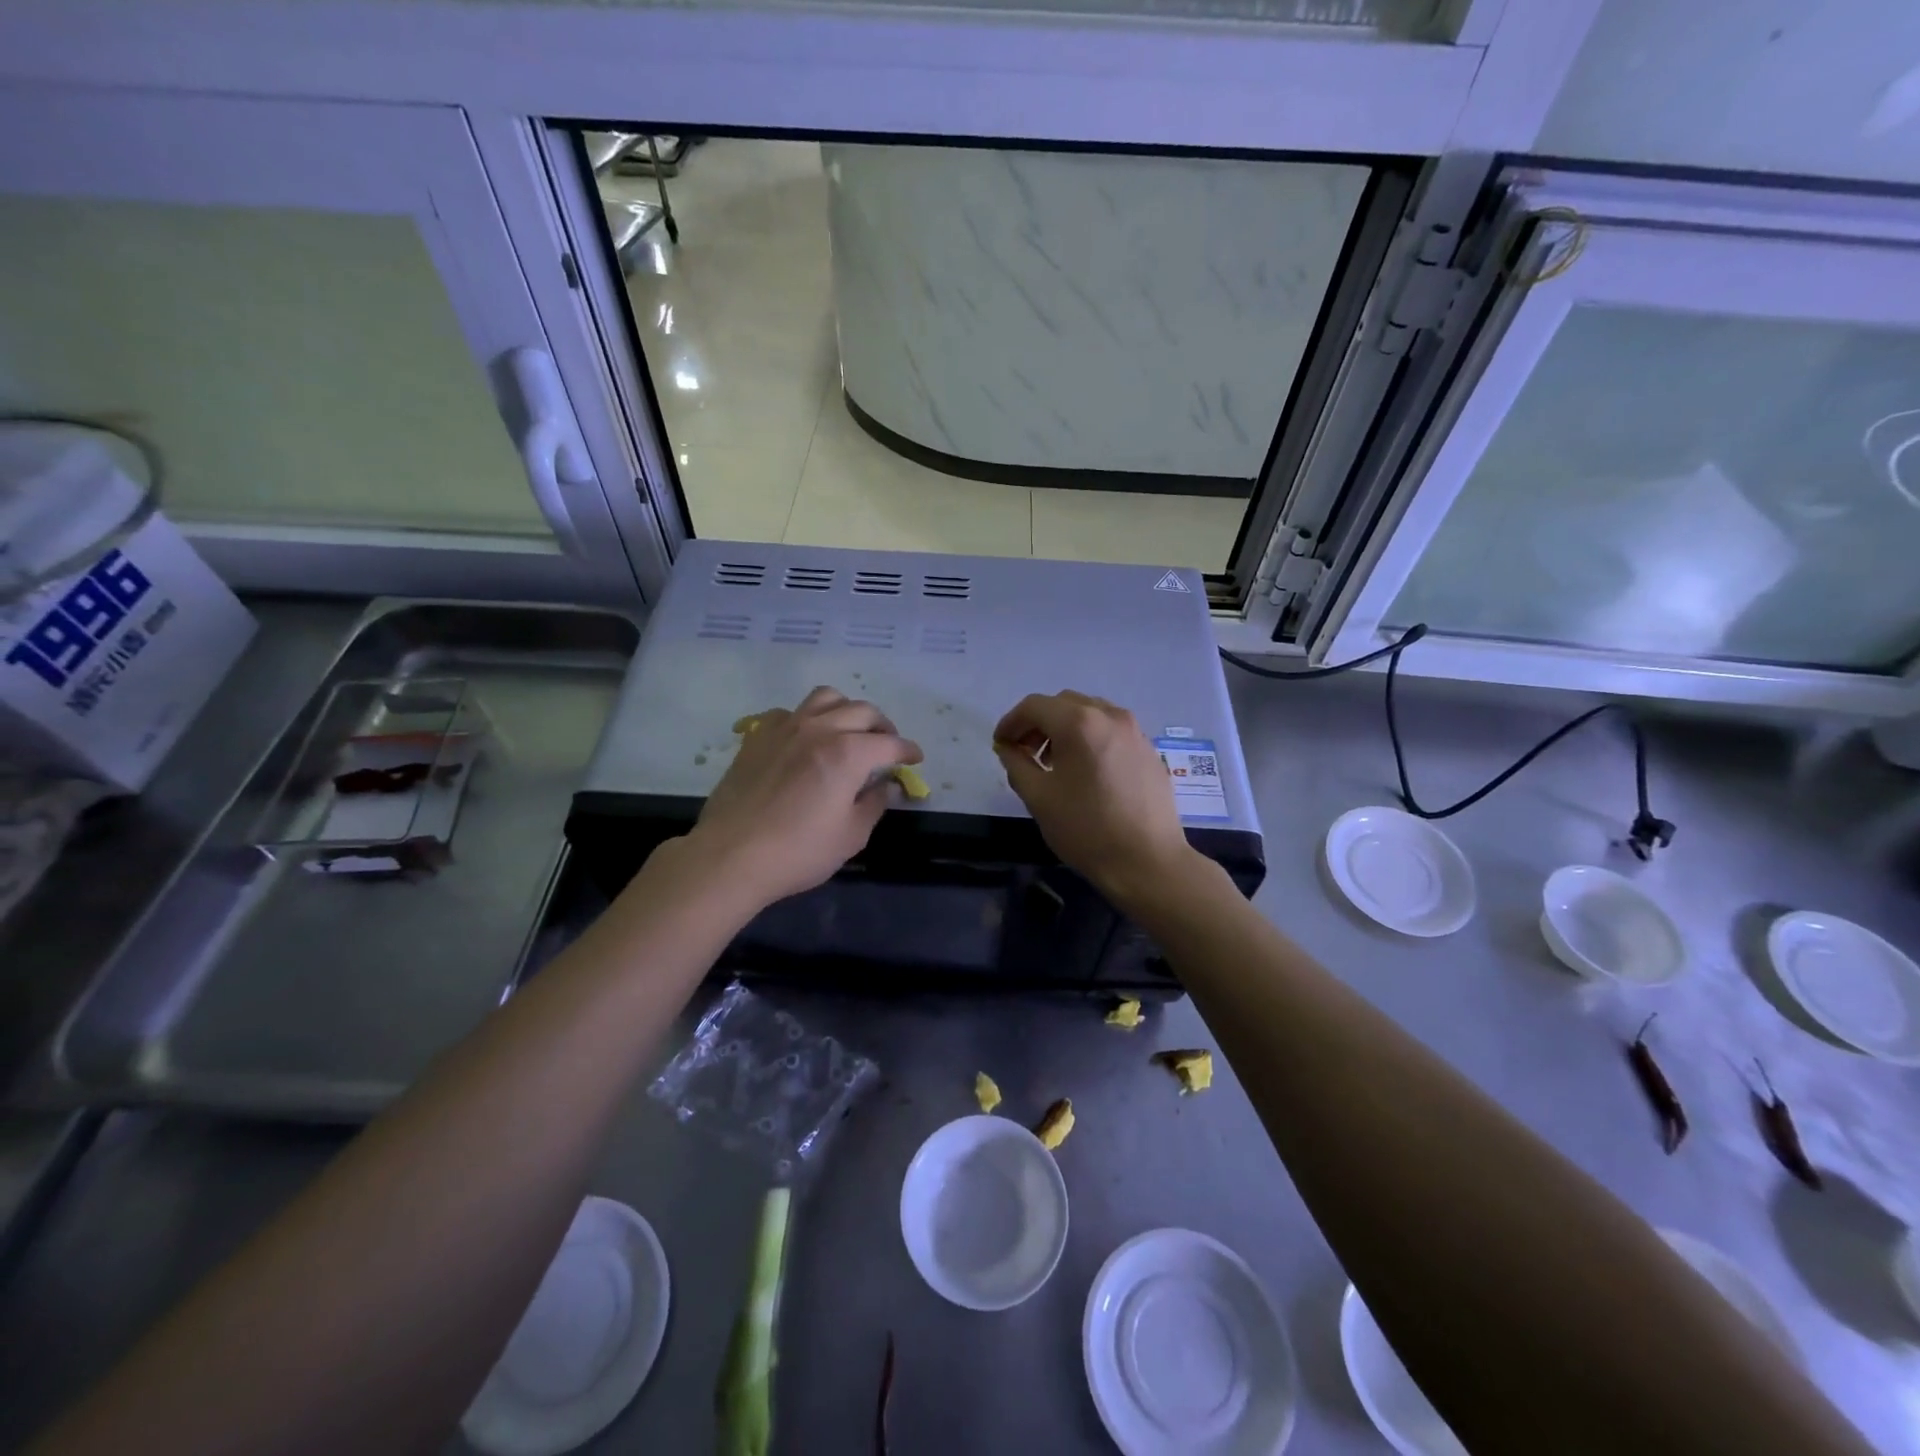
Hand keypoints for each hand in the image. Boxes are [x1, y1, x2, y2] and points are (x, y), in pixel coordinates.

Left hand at [684, 686, 922, 909]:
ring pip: (826, 698)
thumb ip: (875, 803)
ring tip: (849, 730)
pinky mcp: (758, 736)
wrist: (731, 855)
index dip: (907, 751)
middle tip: (886, 746)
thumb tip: (886, 785)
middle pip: (862, 711)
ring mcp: (785, 728)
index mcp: (848, 753)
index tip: (915, 759)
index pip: (890, 744)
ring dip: (846, 710)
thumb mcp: (851, 836)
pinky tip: (805, 738)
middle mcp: (820, 729)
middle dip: (882, 727)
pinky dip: (806, 719)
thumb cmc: (799, 852)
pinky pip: (788, 712)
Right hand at [992, 691, 1199, 907]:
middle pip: (1063, 704)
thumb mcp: (1039, 797)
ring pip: (1089, 713)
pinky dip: (1089, 737)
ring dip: (1064, 728)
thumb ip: (1016, 764)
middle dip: (1038, 723)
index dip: (1011, 722)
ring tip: (1054, 763)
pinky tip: (1085, 771)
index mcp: (1079, 723)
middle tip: (1024, 753)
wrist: (1147, 861)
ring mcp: (1134, 730)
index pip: (1034, 706)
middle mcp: (1109, 715)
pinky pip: (1110, 730)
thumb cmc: (1086, 829)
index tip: (1000, 745)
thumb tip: (1008, 747)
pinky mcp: (1148, 749)